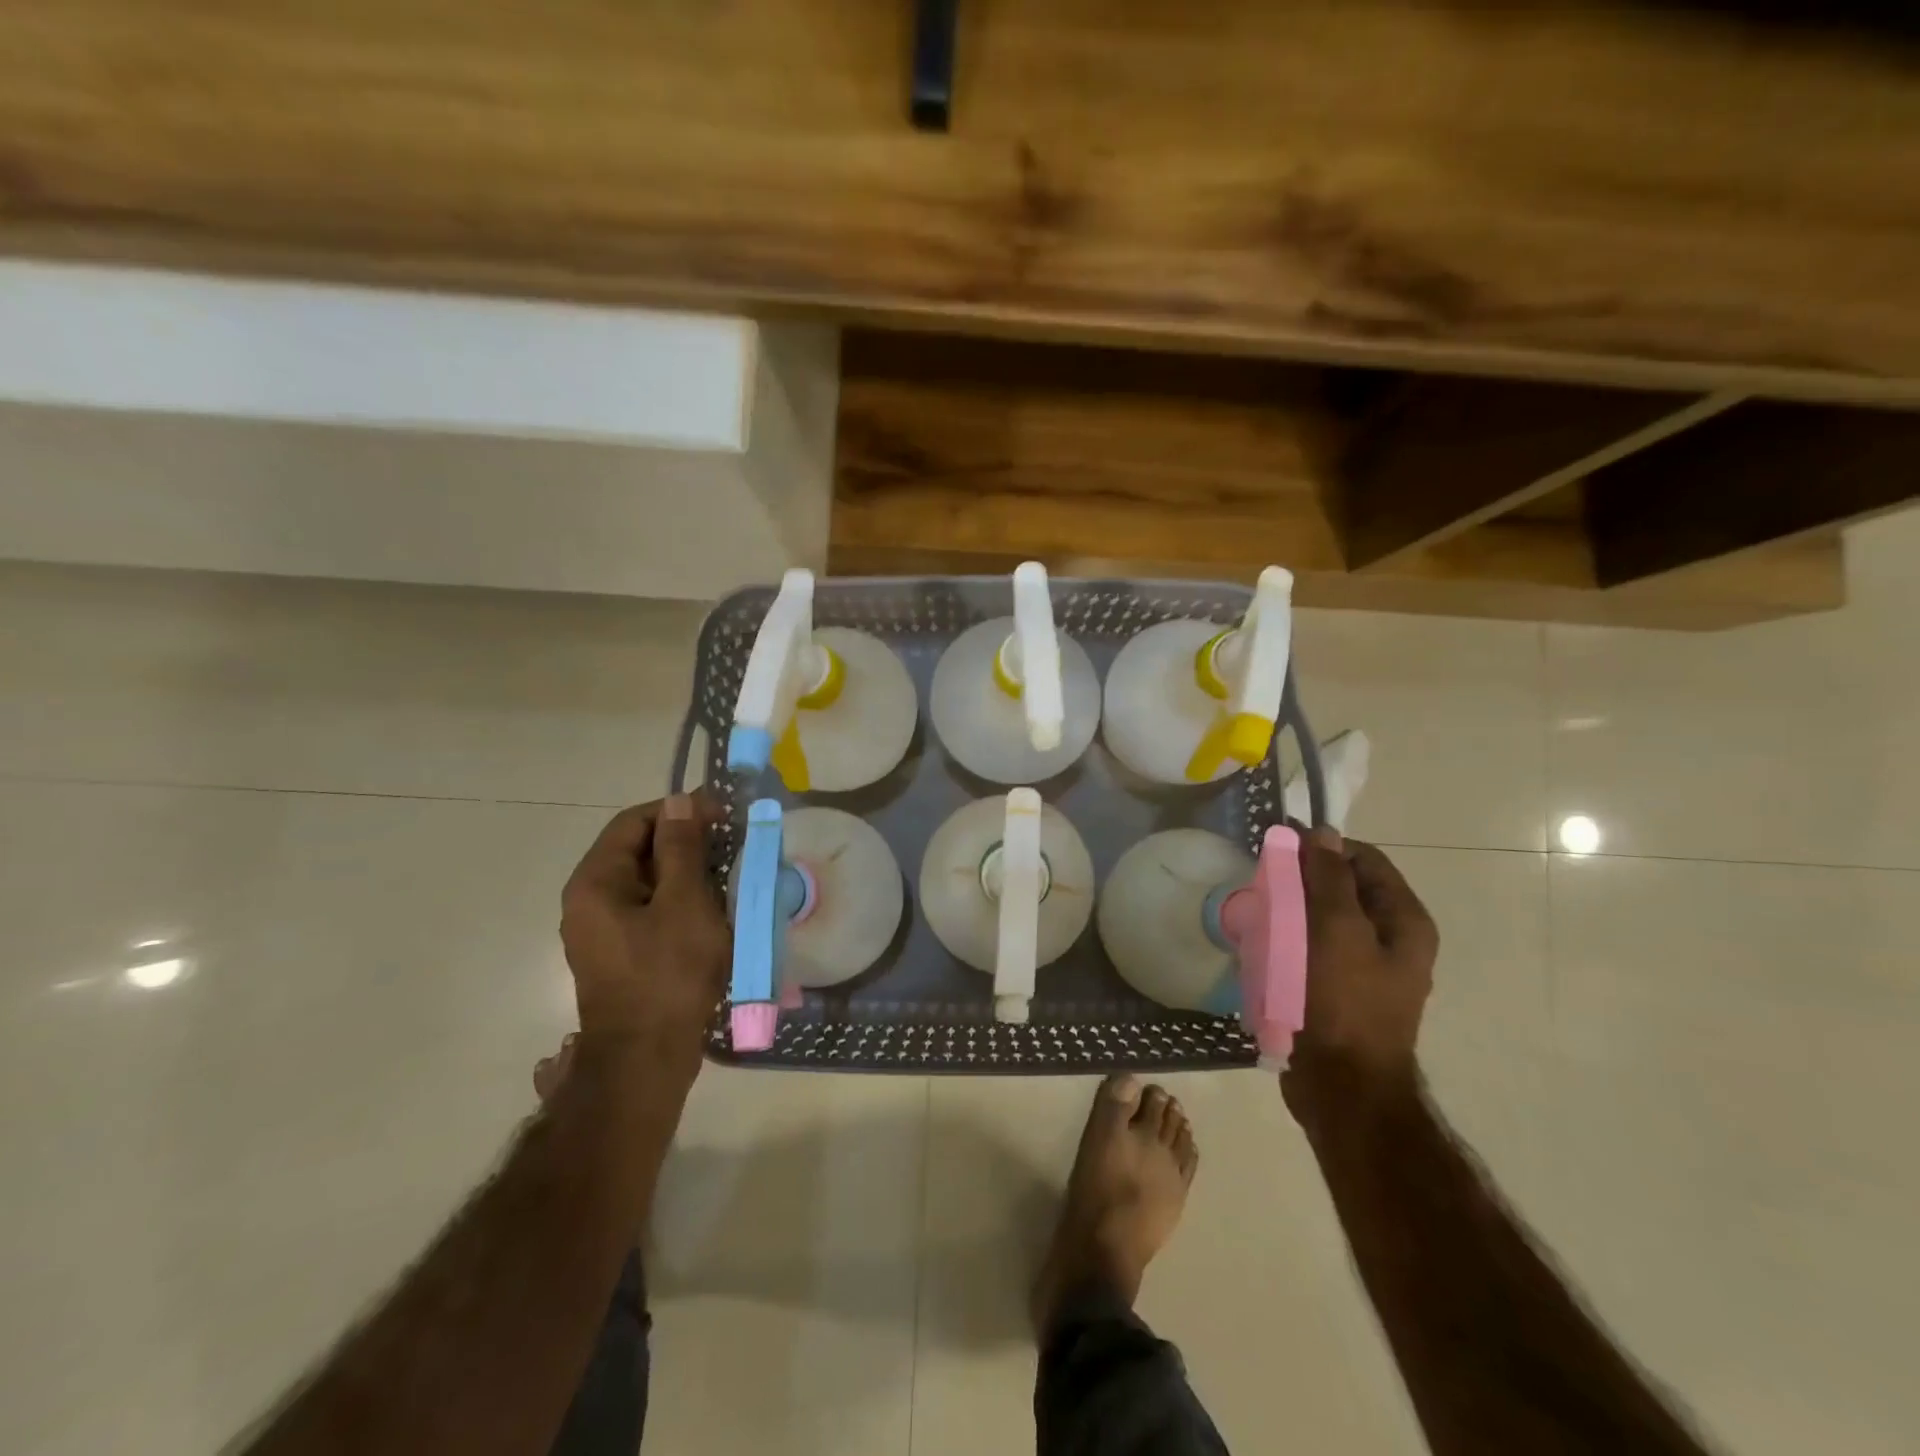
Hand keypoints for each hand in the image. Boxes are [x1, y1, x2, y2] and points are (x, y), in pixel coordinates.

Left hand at [560, 793, 730, 1054]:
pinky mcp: (621, 953)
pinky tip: (714, 908)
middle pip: (638, 850)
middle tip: (732, 843)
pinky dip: (681, 900)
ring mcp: (603, 930)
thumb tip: (678, 802)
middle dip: (686, 841)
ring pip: (648, 882)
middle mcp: (590, 901)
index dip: (679, 810)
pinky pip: (650, 910)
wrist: (647, 1059)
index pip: (634, 822)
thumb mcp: (684, 902)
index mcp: (596, 882)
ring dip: (687, 871)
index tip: (722, 814)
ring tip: (730, 873)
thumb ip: (681, 848)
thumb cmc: (668, 973)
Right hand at [1287, 829, 1437, 1092]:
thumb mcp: (1336, 931)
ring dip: (1294, 909)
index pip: (1364, 859)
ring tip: (1260, 913)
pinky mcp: (1340, 989)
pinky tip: (1266, 944)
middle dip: (1304, 879)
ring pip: (1325, 917)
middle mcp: (1393, 939)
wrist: (1342, 1086)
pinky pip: (1314, 947)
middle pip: (1344, 887)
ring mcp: (1367, 967)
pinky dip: (1291, 938)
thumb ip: (1329, 879)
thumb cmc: (1343, 1002)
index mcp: (1405, 921)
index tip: (1280, 851)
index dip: (1324, 848)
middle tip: (1266, 884)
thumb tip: (1322, 833)